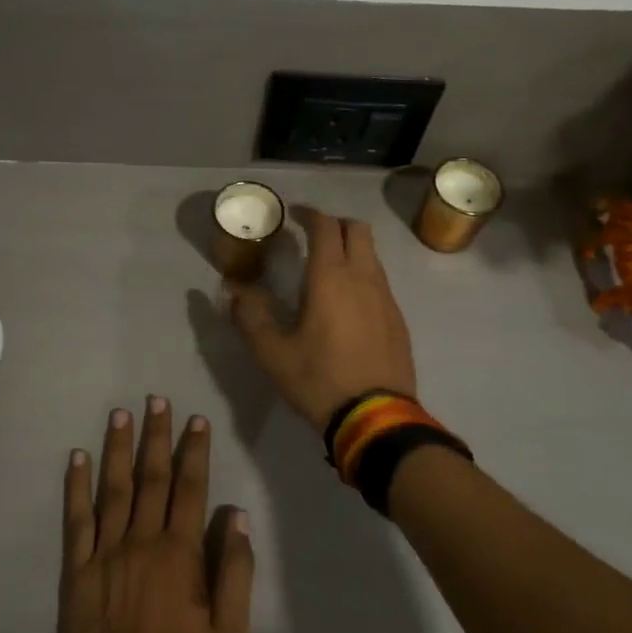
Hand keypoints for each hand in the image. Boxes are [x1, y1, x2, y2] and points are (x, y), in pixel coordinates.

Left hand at [58, 399, 254, 632]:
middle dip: (156, 436)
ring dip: (117, 448)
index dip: (194, 451)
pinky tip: (77, 458)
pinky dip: (76, 487)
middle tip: (156, 400)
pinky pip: (75, 520)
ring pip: (112, 489)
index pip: (190, 488)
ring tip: (120, 414)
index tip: (196, 420)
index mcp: (180, 554)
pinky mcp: (76, 572)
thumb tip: (236, 516)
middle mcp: (141, 542)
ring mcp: (105, 554)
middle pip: (151, 478)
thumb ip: (236, 572)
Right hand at [227, 206, 417, 430]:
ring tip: (328, 268)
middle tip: (312, 235)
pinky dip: (363, 275)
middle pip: (357, 229)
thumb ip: (250, 317)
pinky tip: (348, 303)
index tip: (294, 214)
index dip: (309, 214)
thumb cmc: (319, 380)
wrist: (376, 418)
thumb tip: (233, 292)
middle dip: (335, 224)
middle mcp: (363, 278)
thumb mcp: (272, 353)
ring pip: (372, 255)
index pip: (325, 227)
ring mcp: (386, 298)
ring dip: (351, 249)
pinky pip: (380, 281)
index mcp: (331, 277)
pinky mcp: (398, 319)